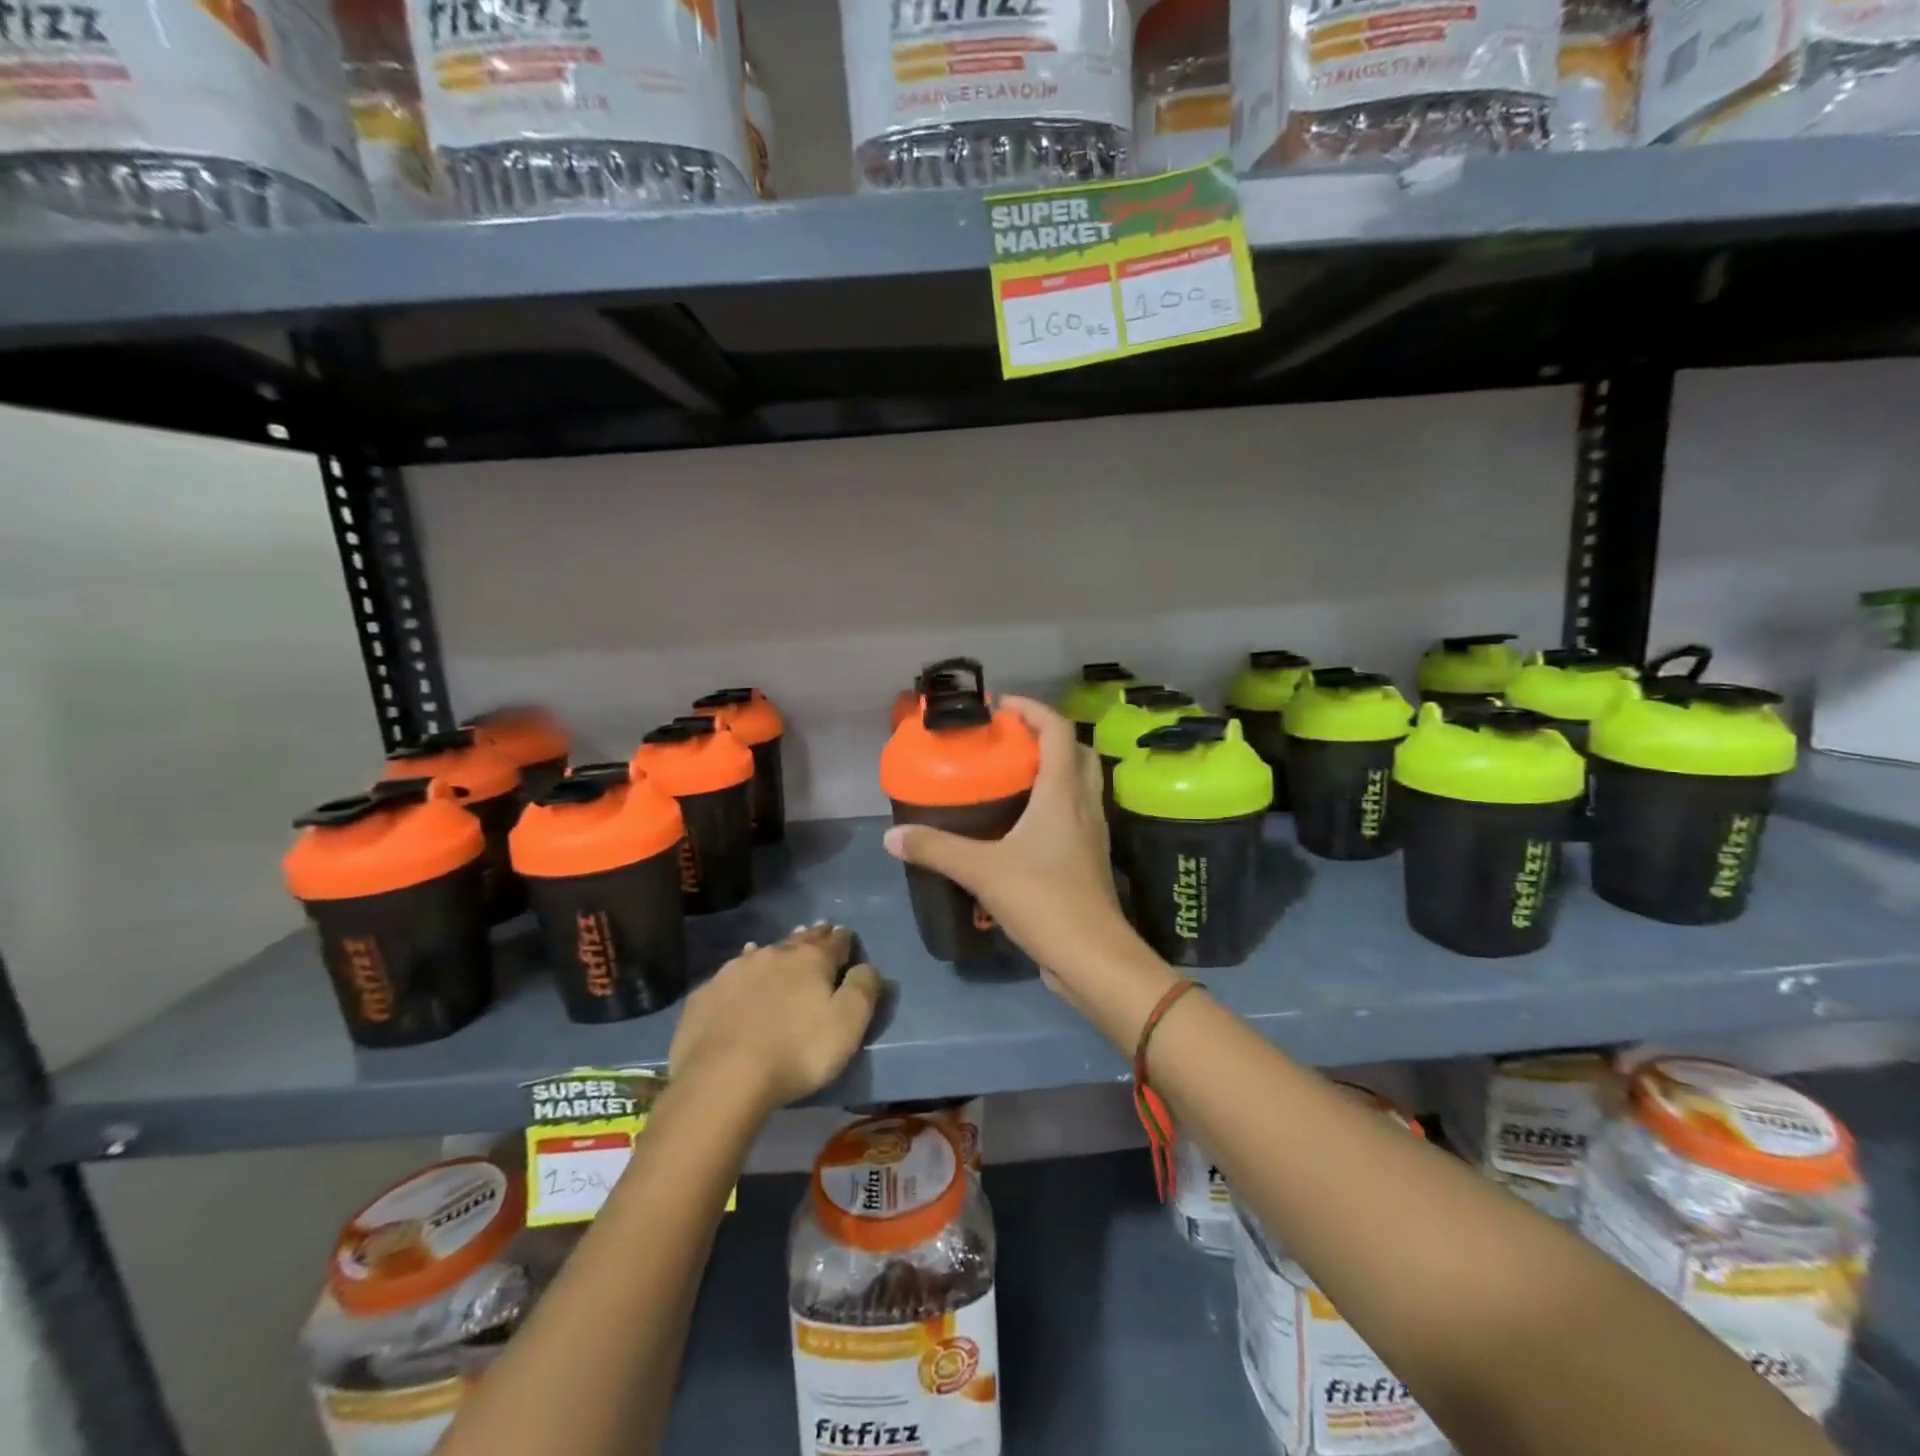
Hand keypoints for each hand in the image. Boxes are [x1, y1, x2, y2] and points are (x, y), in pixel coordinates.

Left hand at [668, 925, 882, 1110]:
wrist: (722, 1078)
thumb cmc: (797, 1052)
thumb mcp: (848, 1025)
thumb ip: (863, 989)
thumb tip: (867, 966)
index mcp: (810, 960)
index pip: (834, 941)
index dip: (843, 940)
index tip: (846, 937)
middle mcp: (772, 955)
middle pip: (797, 942)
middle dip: (810, 938)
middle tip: (818, 933)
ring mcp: (733, 972)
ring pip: (761, 954)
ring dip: (773, 954)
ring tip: (779, 953)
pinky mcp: (704, 996)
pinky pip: (729, 978)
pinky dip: (741, 978)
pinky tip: (738, 983)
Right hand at [882, 696, 1149, 1000]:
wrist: (1093, 957)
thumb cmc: (1044, 900)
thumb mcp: (982, 870)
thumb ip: (936, 850)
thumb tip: (893, 836)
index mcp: (1063, 794)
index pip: (1057, 730)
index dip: (1032, 709)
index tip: (1001, 707)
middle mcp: (1084, 806)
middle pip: (1077, 752)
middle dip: (1047, 736)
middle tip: (1009, 742)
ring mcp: (1093, 834)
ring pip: (1081, 784)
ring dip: (1054, 769)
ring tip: (1013, 777)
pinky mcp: (1090, 860)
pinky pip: (1077, 814)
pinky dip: (1056, 804)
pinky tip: (1024, 824)